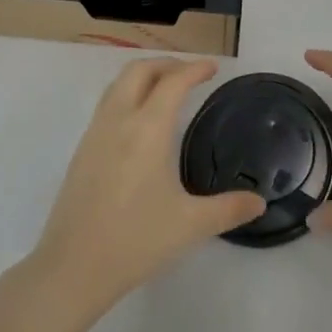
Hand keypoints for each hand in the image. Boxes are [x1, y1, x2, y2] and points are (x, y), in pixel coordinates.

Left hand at [30, 58, 264, 316]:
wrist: (72, 267)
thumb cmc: (136, 240)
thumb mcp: (191, 224)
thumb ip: (229, 209)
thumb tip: (259, 202)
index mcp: (147, 129)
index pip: (172, 82)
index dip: (195, 69)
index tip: (213, 68)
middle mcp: (118, 121)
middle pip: (138, 71)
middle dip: (166, 64)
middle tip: (190, 74)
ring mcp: (94, 135)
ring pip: (116, 85)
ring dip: (142, 77)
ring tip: (164, 90)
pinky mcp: (81, 153)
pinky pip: (106, 107)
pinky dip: (126, 96)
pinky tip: (138, 125)